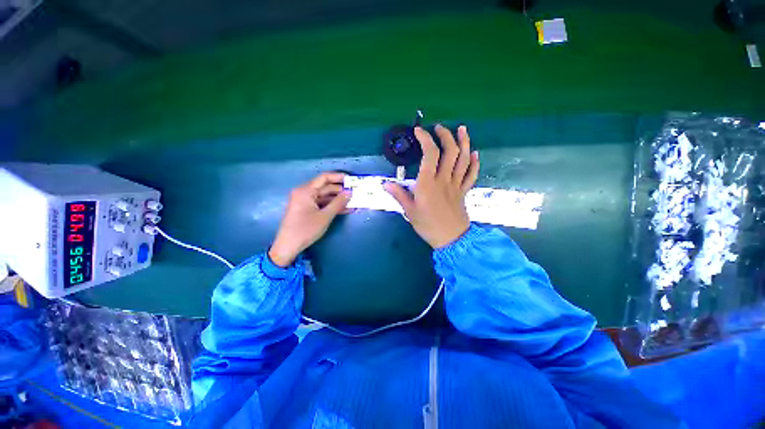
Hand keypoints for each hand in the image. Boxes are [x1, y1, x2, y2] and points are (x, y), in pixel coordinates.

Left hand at [269, 172, 350, 266]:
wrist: (288, 246)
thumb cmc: (306, 230)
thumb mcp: (325, 216)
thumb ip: (338, 203)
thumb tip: (349, 192)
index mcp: (305, 191)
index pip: (324, 178)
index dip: (338, 177)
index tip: (351, 180)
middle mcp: (304, 193)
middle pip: (325, 187)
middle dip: (340, 191)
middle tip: (355, 193)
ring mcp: (304, 201)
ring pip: (324, 197)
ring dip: (338, 200)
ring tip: (353, 202)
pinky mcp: (306, 209)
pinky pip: (321, 204)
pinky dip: (331, 206)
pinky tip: (344, 209)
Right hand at [384, 125, 478, 248]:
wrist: (451, 239)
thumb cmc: (428, 225)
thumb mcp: (409, 211)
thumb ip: (399, 195)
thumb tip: (386, 184)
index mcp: (428, 184)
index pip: (430, 154)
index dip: (425, 139)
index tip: (419, 131)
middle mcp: (444, 180)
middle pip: (450, 152)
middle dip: (445, 136)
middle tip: (439, 128)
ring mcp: (456, 185)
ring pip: (464, 159)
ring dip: (464, 142)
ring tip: (461, 129)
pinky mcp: (464, 191)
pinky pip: (472, 174)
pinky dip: (474, 162)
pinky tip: (474, 153)